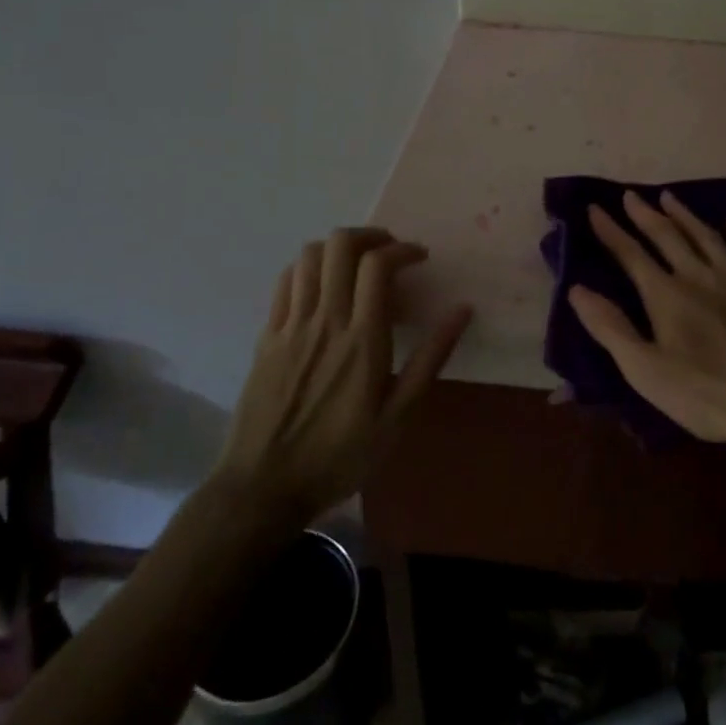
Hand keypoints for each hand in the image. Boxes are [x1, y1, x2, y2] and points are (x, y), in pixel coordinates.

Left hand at [215, 227, 471, 520]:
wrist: (263, 488)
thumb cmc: (340, 455)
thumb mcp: (398, 417)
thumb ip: (430, 358)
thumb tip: (462, 310)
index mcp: (362, 339)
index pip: (377, 265)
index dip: (402, 249)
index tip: (419, 258)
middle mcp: (325, 321)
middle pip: (340, 246)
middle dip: (371, 236)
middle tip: (389, 253)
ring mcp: (290, 325)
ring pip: (310, 255)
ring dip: (338, 248)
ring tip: (357, 265)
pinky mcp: (267, 335)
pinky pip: (286, 280)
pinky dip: (309, 268)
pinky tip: (322, 286)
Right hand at [566, 191, 725, 452]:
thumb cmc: (708, 394)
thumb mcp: (647, 371)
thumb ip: (611, 328)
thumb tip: (577, 289)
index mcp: (667, 295)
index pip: (631, 255)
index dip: (611, 232)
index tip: (595, 209)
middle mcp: (700, 275)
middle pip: (667, 236)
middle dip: (645, 214)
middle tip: (630, 195)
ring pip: (706, 235)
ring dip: (685, 215)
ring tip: (669, 197)